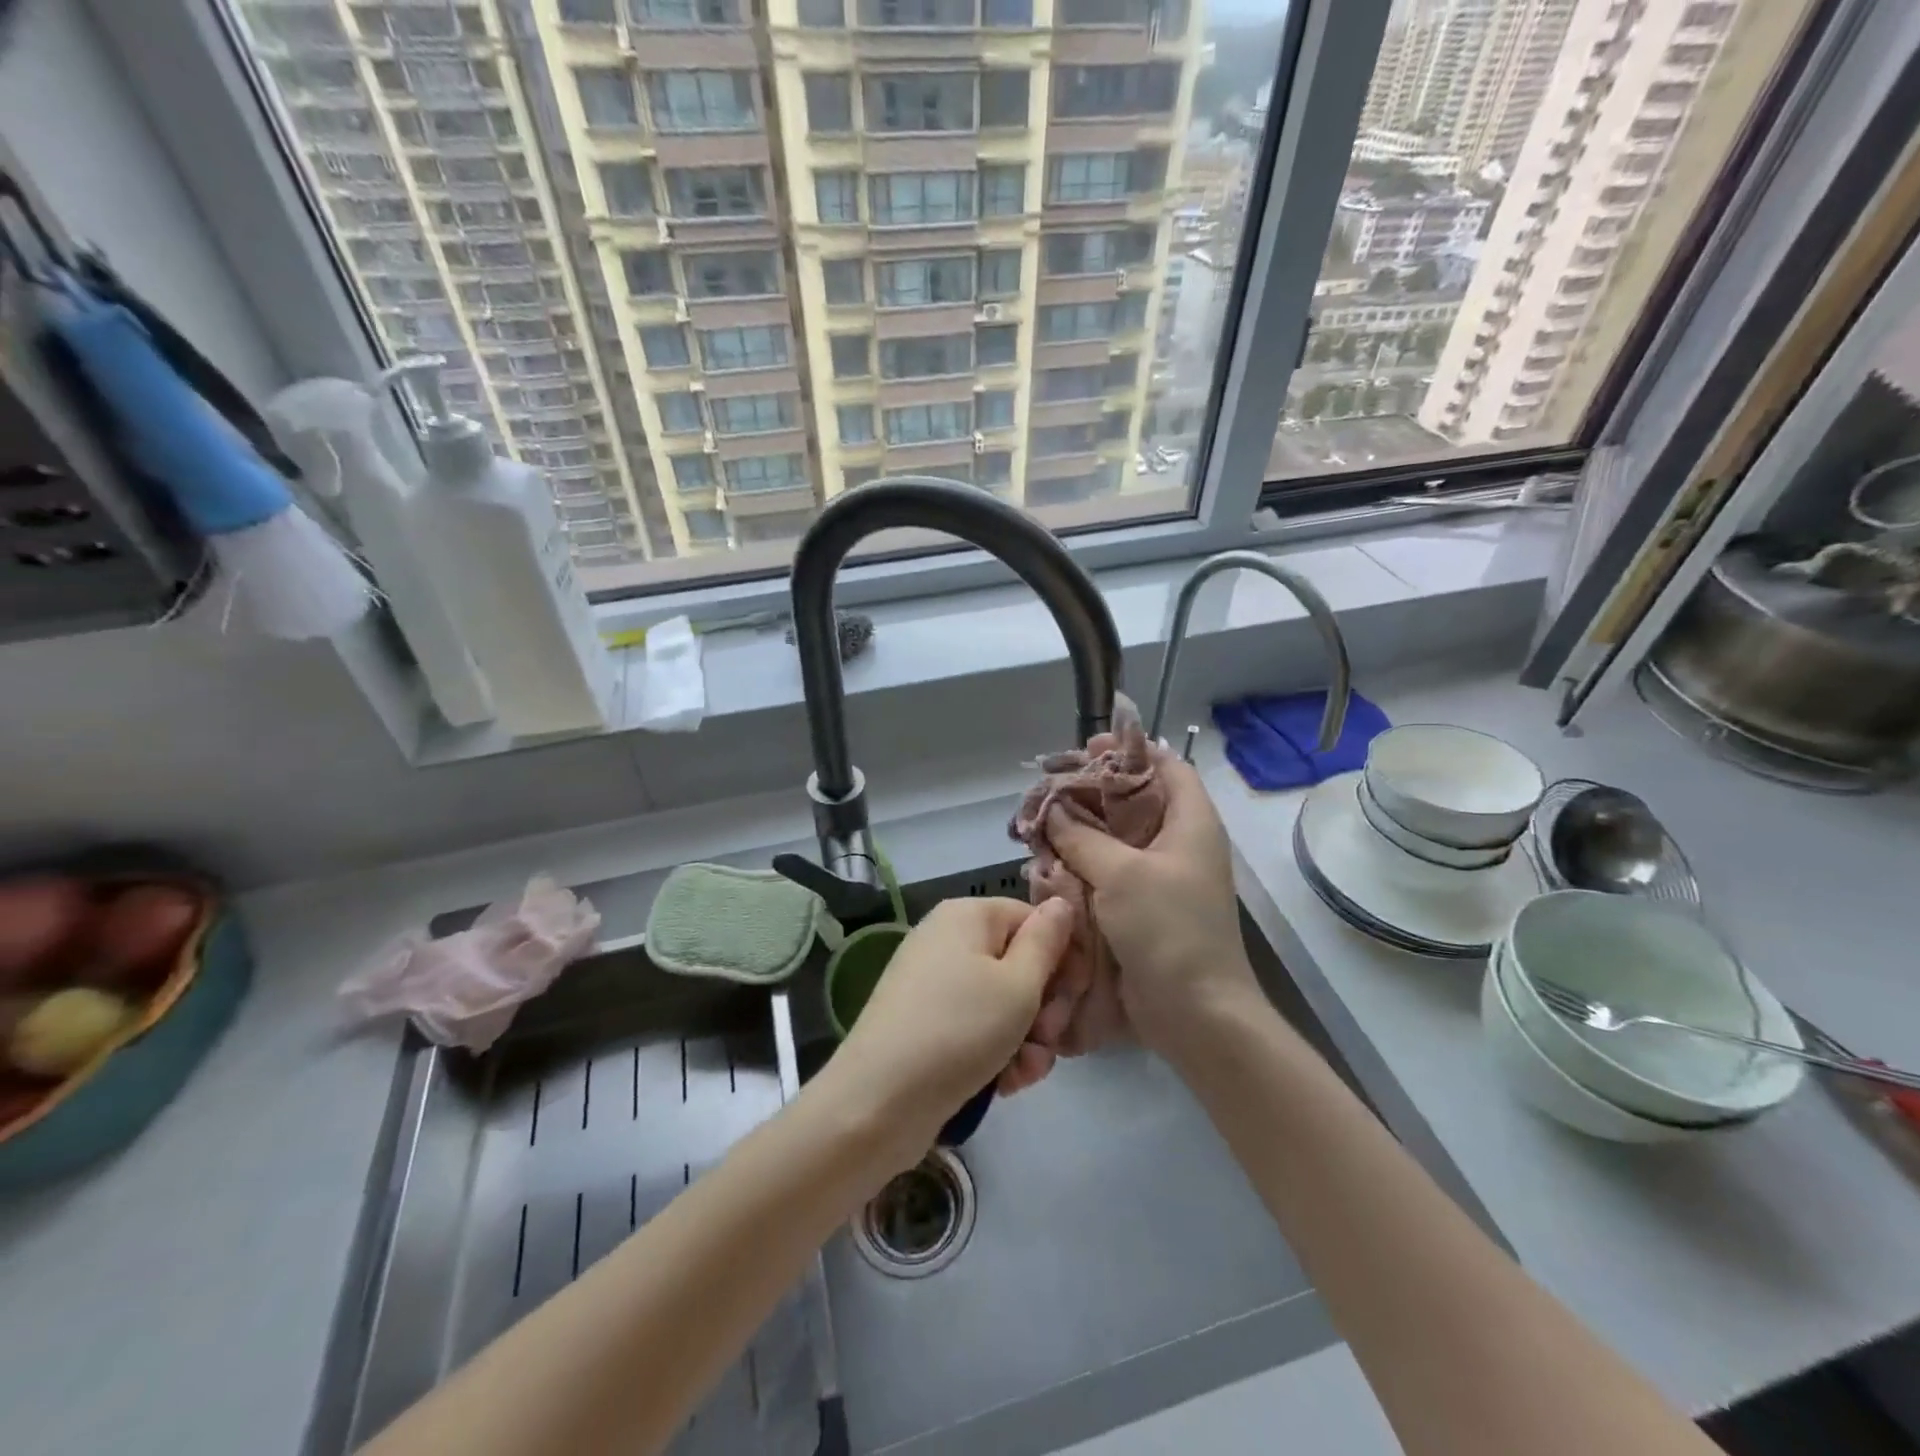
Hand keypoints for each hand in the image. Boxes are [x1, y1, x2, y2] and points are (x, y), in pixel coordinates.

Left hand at [820, 897, 1072, 1159]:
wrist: (879, 1101)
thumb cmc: (959, 1030)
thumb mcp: (1018, 985)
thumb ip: (1047, 941)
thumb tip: (1060, 904)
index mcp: (968, 915)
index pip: (1033, 920)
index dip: (1062, 958)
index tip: (1076, 998)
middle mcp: (948, 939)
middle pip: (1019, 962)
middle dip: (1045, 1006)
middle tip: (1050, 1038)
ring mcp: (934, 982)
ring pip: (1003, 1002)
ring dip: (1026, 1038)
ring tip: (1026, 1071)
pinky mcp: (927, 1022)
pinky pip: (977, 1026)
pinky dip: (997, 1051)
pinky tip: (1006, 1084)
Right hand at [1045, 746, 1260, 1062]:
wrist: (1195, 1013)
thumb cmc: (1168, 930)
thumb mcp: (1121, 874)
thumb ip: (1082, 836)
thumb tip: (1054, 809)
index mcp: (1190, 822)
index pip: (1167, 766)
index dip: (1131, 751)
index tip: (1089, 747)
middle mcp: (1178, 843)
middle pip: (1135, 800)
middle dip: (1092, 791)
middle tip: (1051, 787)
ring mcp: (1160, 877)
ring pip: (1116, 837)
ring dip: (1080, 829)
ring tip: (1041, 822)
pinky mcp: (1142, 907)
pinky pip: (1109, 871)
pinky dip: (1081, 863)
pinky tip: (1047, 862)